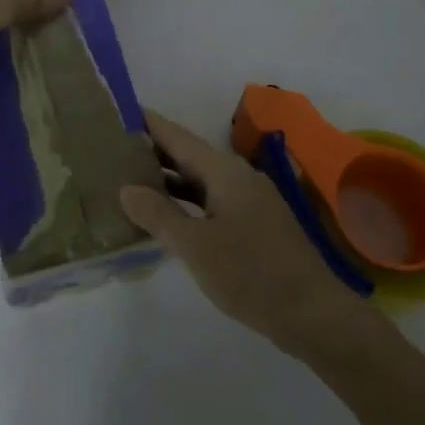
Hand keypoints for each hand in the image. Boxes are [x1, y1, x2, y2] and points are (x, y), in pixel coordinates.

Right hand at [119, 110, 375, 358]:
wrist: (312, 313)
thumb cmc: (250, 274)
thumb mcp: (196, 246)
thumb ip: (159, 215)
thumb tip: (126, 188)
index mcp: (225, 172)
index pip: (177, 136)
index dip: (148, 124)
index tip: (116, 112)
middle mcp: (238, 177)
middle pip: (189, 156)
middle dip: (153, 151)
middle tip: (112, 149)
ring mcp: (250, 201)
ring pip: (200, 181)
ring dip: (168, 180)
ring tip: (128, 180)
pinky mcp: (255, 224)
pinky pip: (212, 201)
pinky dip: (186, 203)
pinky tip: (166, 217)